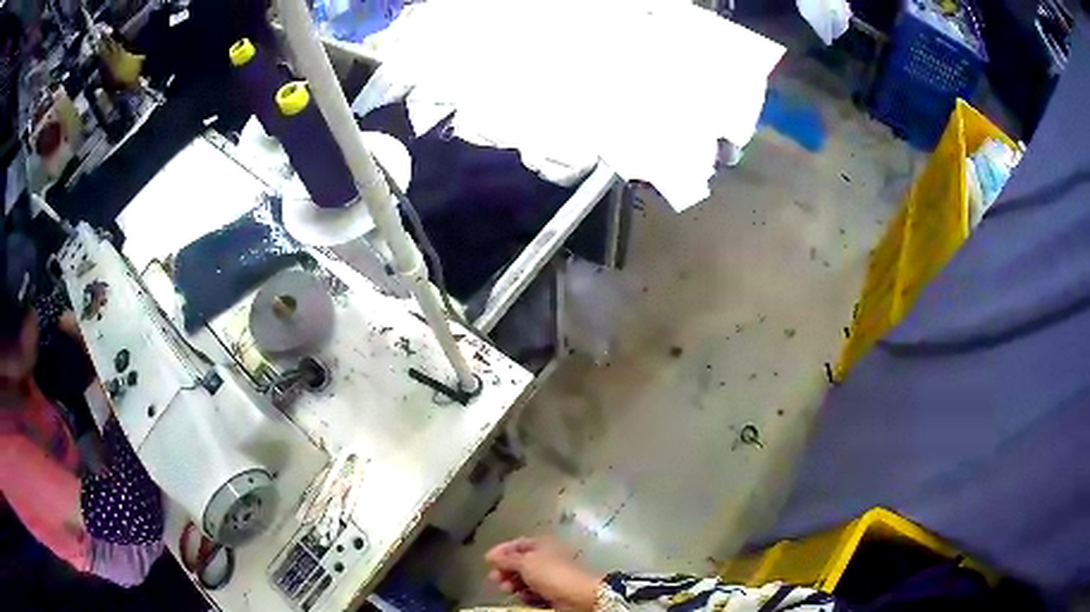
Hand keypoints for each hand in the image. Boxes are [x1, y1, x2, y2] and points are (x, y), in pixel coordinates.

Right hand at [485, 537, 602, 611]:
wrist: (577, 597)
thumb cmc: (551, 574)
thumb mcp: (526, 563)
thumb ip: (507, 559)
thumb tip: (491, 555)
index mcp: (542, 545)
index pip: (518, 544)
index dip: (502, 551)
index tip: (487, 560)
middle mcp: (546, 559)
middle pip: (519, 563)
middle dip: (505, 570)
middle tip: (495, 578)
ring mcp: (549, 577)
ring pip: (524, 579)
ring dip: (513, 584)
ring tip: (507, 589)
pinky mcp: (551, 593)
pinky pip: (532, 592)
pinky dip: (525, 595)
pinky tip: (523, 597)